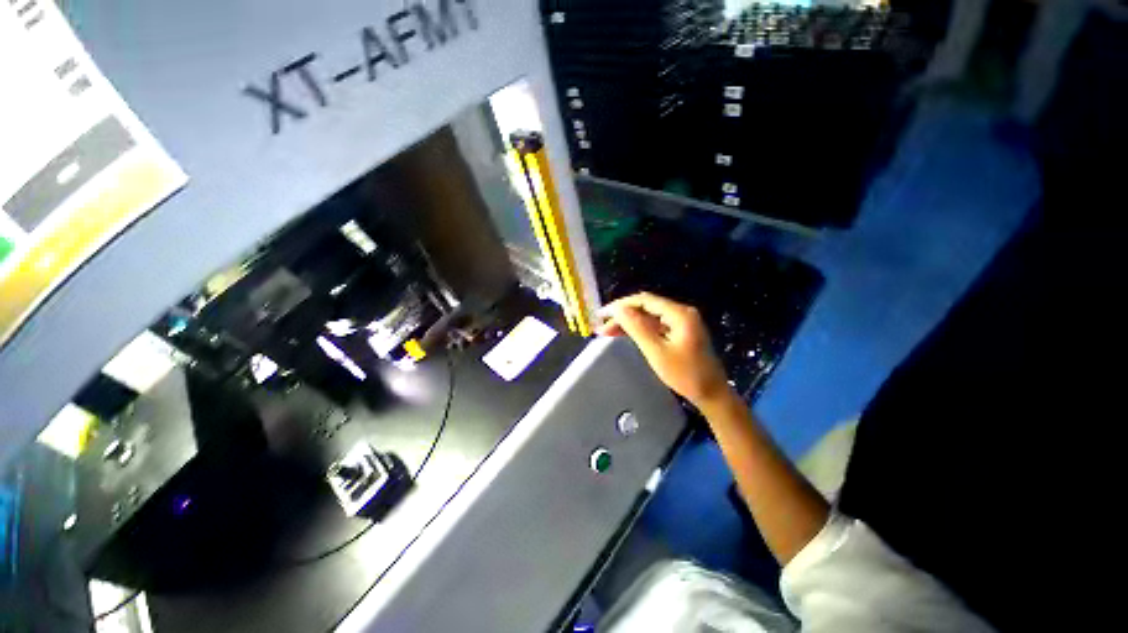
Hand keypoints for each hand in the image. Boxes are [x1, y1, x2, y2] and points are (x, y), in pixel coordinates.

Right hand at [596, 292, 731, 406]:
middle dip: (622, 314)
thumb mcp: (657, 352)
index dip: (620, 305)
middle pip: (645, 307)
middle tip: (602, 326)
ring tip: (608, 331)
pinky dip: (639, 329)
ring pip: (648, 316)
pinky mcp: (679, 331)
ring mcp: (681, 322)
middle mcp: (681, 312)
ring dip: (629, 322)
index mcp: (679, 314)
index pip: (644, 301)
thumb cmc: (685, 375)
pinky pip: (655, 325)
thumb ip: (637, 328)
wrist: (711, 394)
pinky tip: (625, 334)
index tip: (601, 314)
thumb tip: (618, 309)